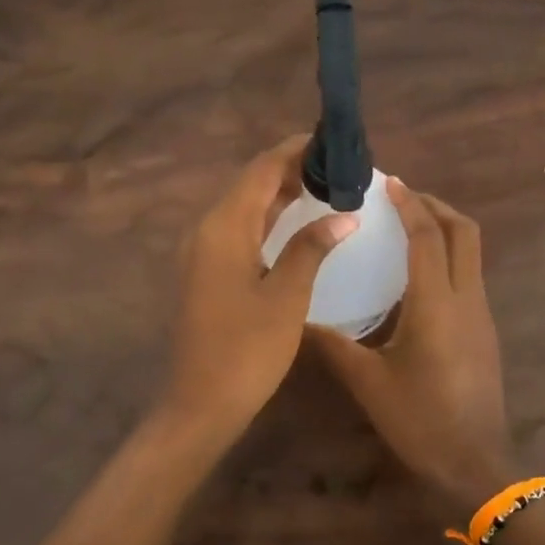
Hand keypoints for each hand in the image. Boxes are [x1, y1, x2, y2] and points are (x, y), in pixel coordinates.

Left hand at [158, 134, 357, 448]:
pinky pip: (240, 229)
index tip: (333, 141)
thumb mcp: (286, 297)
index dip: (295, 150)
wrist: (201, 403)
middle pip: (251, 183)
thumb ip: (311, 248)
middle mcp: (207, 230)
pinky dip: (269, 219)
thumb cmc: (247, 350)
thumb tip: (343, 215)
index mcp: (224, 227)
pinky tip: (296, 222)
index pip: (262, 170)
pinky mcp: (207, 271)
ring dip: (280, 193)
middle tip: (337, 165)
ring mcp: (203, 251)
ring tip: (325, 184)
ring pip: (245, 207)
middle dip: (291, 168)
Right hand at [311, 180, 513, 518]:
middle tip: (401, 199)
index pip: (428, 236)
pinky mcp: (484, 330)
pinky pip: (469, 275)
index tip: (389, 183)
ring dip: (444, 230)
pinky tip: (417, 275)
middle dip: (436, 206)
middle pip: (464, 232)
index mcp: (436, 303)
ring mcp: (481, 314)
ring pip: (472, 253)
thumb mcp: (368, 382)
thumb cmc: (420, 419)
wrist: (475, 463)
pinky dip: (448, 257)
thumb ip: (333, 345)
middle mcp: (466, 298)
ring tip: (406, 227)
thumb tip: (297, 319)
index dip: (410, 204)